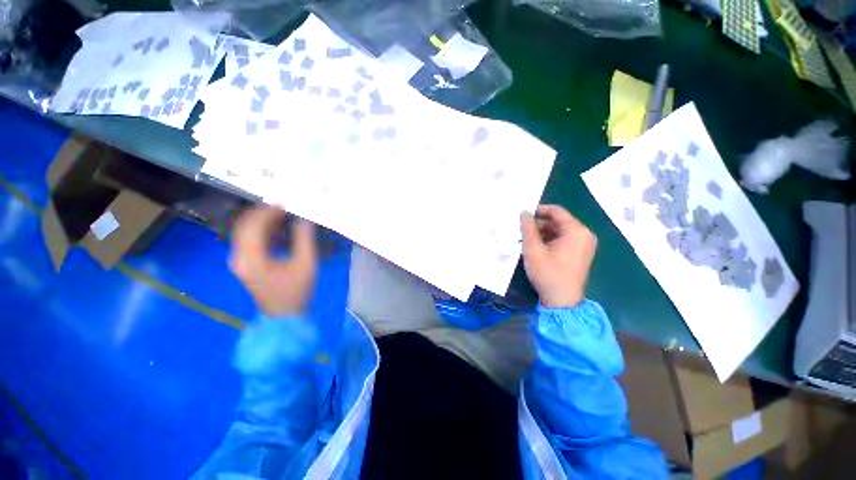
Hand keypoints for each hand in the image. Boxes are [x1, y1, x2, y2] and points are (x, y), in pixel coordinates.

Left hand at [229, 206, 316, 316]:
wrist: (284, 316)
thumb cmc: (297, 291)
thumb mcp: (306, 264)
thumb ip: (304, 239)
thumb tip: (305, 219)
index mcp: (252, 258)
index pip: (254, 226)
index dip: (268, 211)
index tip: (285, 203)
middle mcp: (239, 257)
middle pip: (244, 226)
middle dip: (262, 213)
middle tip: (283, 206)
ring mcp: (239, 261)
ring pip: (244, 232)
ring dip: (261, 221)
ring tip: (281, 214)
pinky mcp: (244, 264)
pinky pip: (248, 241)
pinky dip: (261, 231)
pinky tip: (276, 229)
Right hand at [520, 205, 596, 308]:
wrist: (562, 301)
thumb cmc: (548, 273)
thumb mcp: (533, 250)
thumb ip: (528, 229)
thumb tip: (524, 213)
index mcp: (576, 231)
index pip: (556, 211)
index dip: (538, 210)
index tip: (522, 214)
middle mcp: (584, 235)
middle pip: (558, 222)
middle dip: (538, 224)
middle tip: (521, 230)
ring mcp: (584, 245)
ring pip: (559, 231)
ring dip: (542, 233)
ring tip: (525, 240)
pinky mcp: (580, 254)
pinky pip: (563, 240)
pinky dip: (549, 241)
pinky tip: (535, 247)